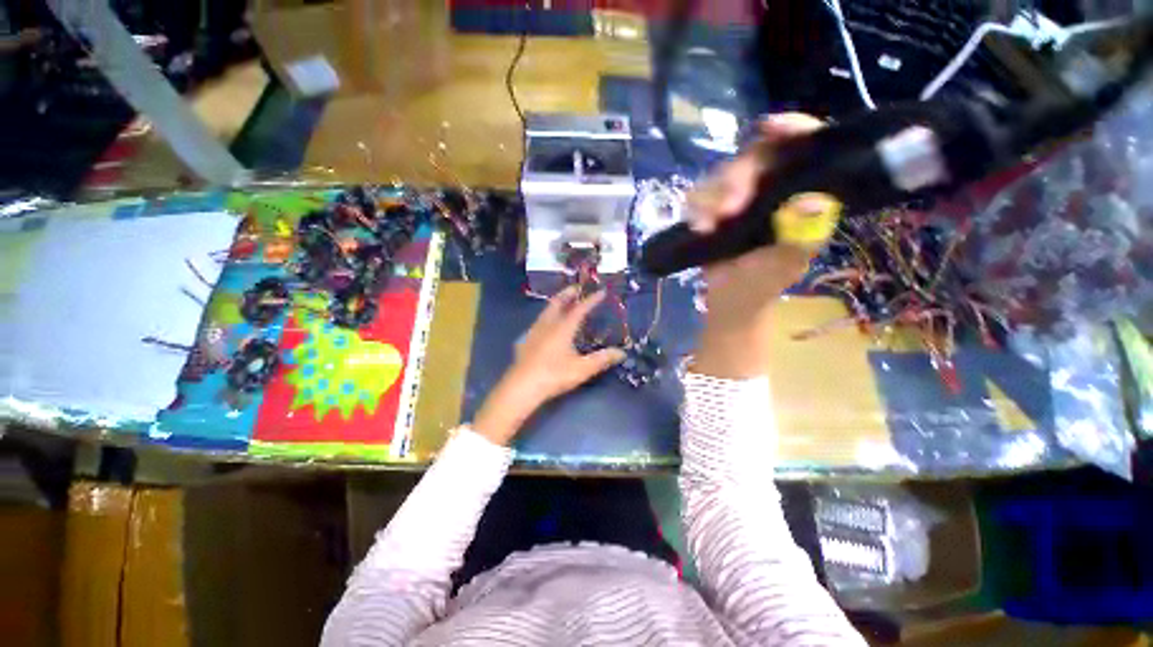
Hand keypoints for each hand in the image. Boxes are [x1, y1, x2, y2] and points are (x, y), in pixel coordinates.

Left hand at [473, 286, 624, 445]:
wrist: (522, 387)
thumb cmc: (554, 375)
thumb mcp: (582, 369)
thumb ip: (602, 359)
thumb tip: (621, 353)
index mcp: (563, 328)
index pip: (579, 309)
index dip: (591, 300)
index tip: (601, 291)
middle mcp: (547, 325)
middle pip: (557, 303)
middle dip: (568, 293)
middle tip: (577, 288)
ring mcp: (534, 332)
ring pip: (545, 311)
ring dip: (555, 303)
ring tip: (562, 303)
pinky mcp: (525, 341)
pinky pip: (538, 322)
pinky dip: (546, 317)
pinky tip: (545, 326)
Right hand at [689, 113, 835, 377]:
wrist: (728, 301)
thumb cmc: (761, 285)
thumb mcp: (784, 264)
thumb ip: (800, 235)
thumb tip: (814, 200)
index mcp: (801, 195)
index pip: (804, 148)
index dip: (793, 130)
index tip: (771, 128)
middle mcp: (772, 188)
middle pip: (755, 157)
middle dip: (737, 179)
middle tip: (727, 209)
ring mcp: (740, 197)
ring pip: (722, 174)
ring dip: (711, 197)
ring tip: (706, 227)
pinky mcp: (714, 208)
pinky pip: (699, 195)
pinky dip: (695, 209)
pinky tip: (697, 228)